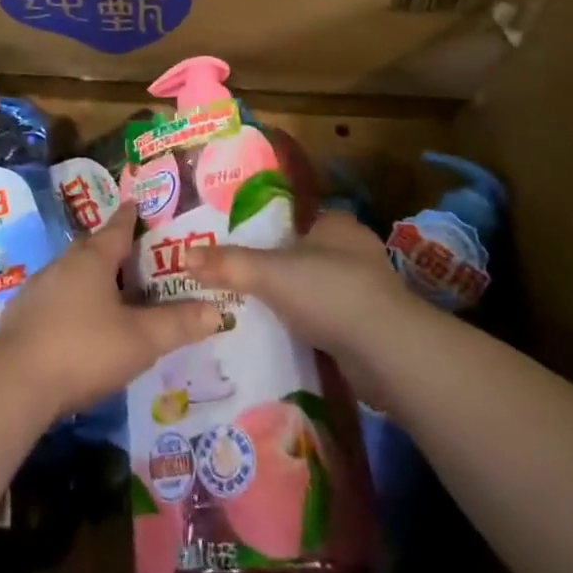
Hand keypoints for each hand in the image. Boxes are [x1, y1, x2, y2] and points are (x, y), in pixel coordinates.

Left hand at [0, 202, 220, 416]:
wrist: (13, 382)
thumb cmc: (83, 349)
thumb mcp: (140, 340)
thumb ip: (178, 325)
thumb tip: (218, 310)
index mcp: (93, 259)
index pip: (117, 228)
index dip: (130, 218)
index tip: (136, 205)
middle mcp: (63, 264)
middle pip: (91, 248)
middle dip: (111, 249)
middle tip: (132, 255)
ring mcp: (38, 289)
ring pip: (71, 273)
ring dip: (89, 278)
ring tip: (109, 291)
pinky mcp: (21, 316)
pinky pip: (54, 298)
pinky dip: (71, 303)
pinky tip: (77, 324)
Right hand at [187, 210, 413, 408]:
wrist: (388, 352)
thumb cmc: (329, 292)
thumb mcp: (269, 272)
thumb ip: (228, 263)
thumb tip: (184, 256)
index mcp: (336, 224)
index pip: (294, 221)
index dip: (266, 233)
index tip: (238, 249)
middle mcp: (355, 250)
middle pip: (304, 256)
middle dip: (278, 271)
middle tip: (239, 284)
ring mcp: (366, 290)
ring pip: (317, 290)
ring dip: (294, 302)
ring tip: (254, 313)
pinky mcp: (370, 327)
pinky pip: (329, 320)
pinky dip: (310, 327)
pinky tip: (286, 338)